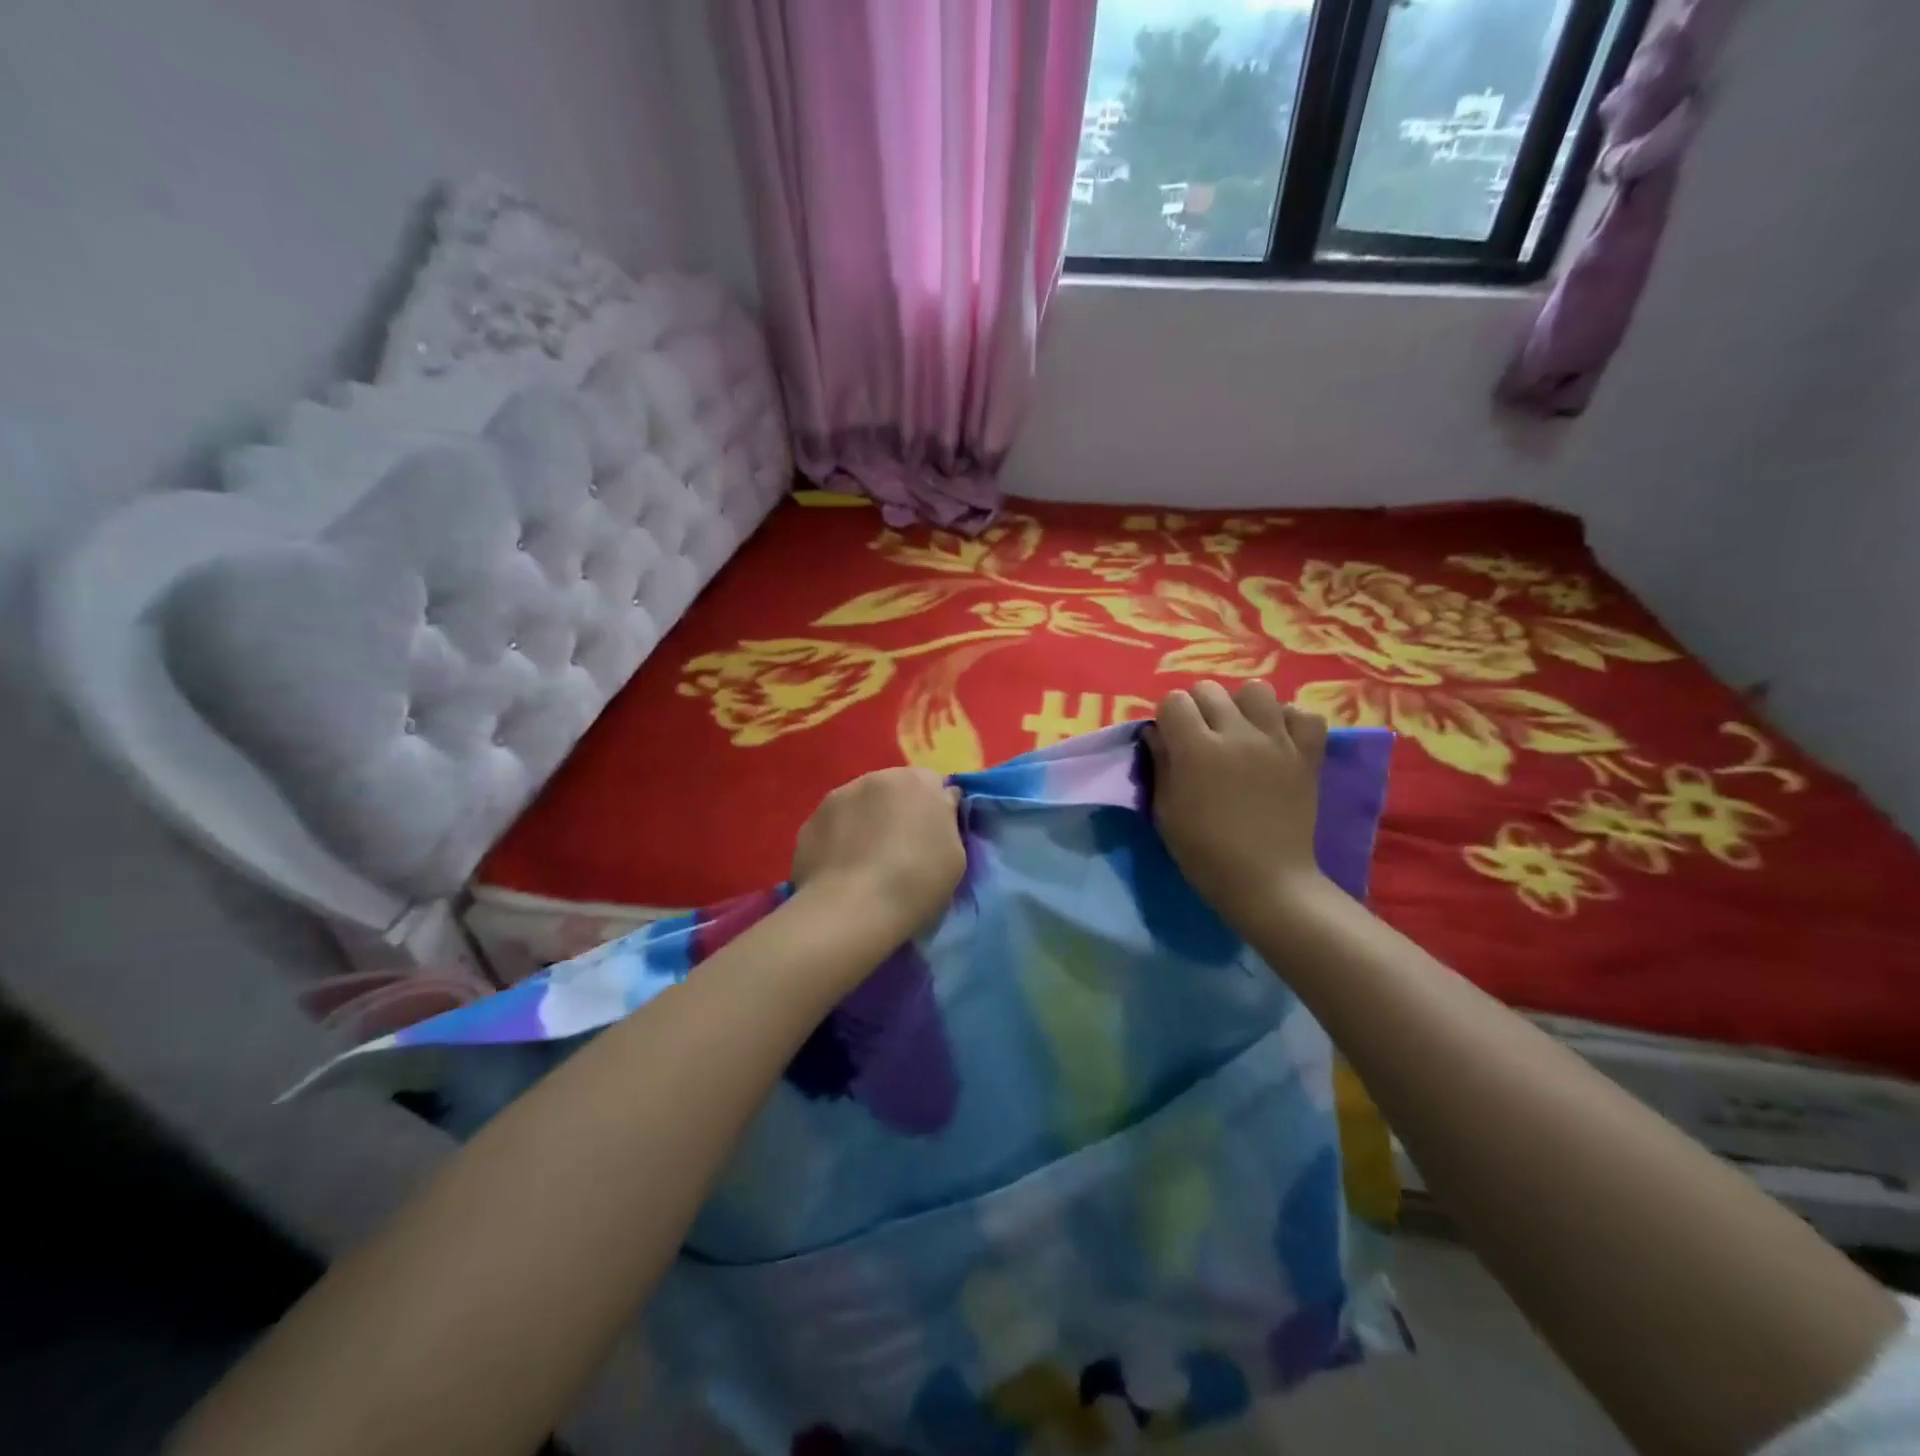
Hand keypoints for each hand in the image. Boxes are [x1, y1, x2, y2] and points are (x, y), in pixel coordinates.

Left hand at [792, 767, 965, 936]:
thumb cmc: (917, 883)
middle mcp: (875, 778)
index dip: (935, 810)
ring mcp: (836, 798)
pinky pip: (832, 827)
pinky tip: (842, 872)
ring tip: (866, 864)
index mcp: (917, 782)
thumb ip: (946, 821)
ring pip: (858, 805)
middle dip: (897, 812)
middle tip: (901, 851)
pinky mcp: (809, 823)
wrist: (852, 911)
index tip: (934, 839)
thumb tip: (940, 806)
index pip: (933, 784)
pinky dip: (838, 841)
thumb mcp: (956, 854)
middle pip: (892, 790)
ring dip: (865, 823)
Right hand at [1148, 681, 1332, 931]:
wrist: (1267, 881)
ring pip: (1256, 690)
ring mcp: (1277, 741)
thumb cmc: (1205, 852)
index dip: (1167, 717)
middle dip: (1198, 708)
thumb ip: (1160, 764)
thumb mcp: (1166, 811)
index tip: (1169, 739)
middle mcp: (1237, 734)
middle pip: (1210, 690)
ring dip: (1242, 706)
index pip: (1174, 701)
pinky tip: (1277, 738)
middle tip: (1200, 737)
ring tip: (1240, 731)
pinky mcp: (1307, 754)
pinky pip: (1303, 714)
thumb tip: (1156, 733)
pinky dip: (1289, 720)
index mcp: (1196, 749)